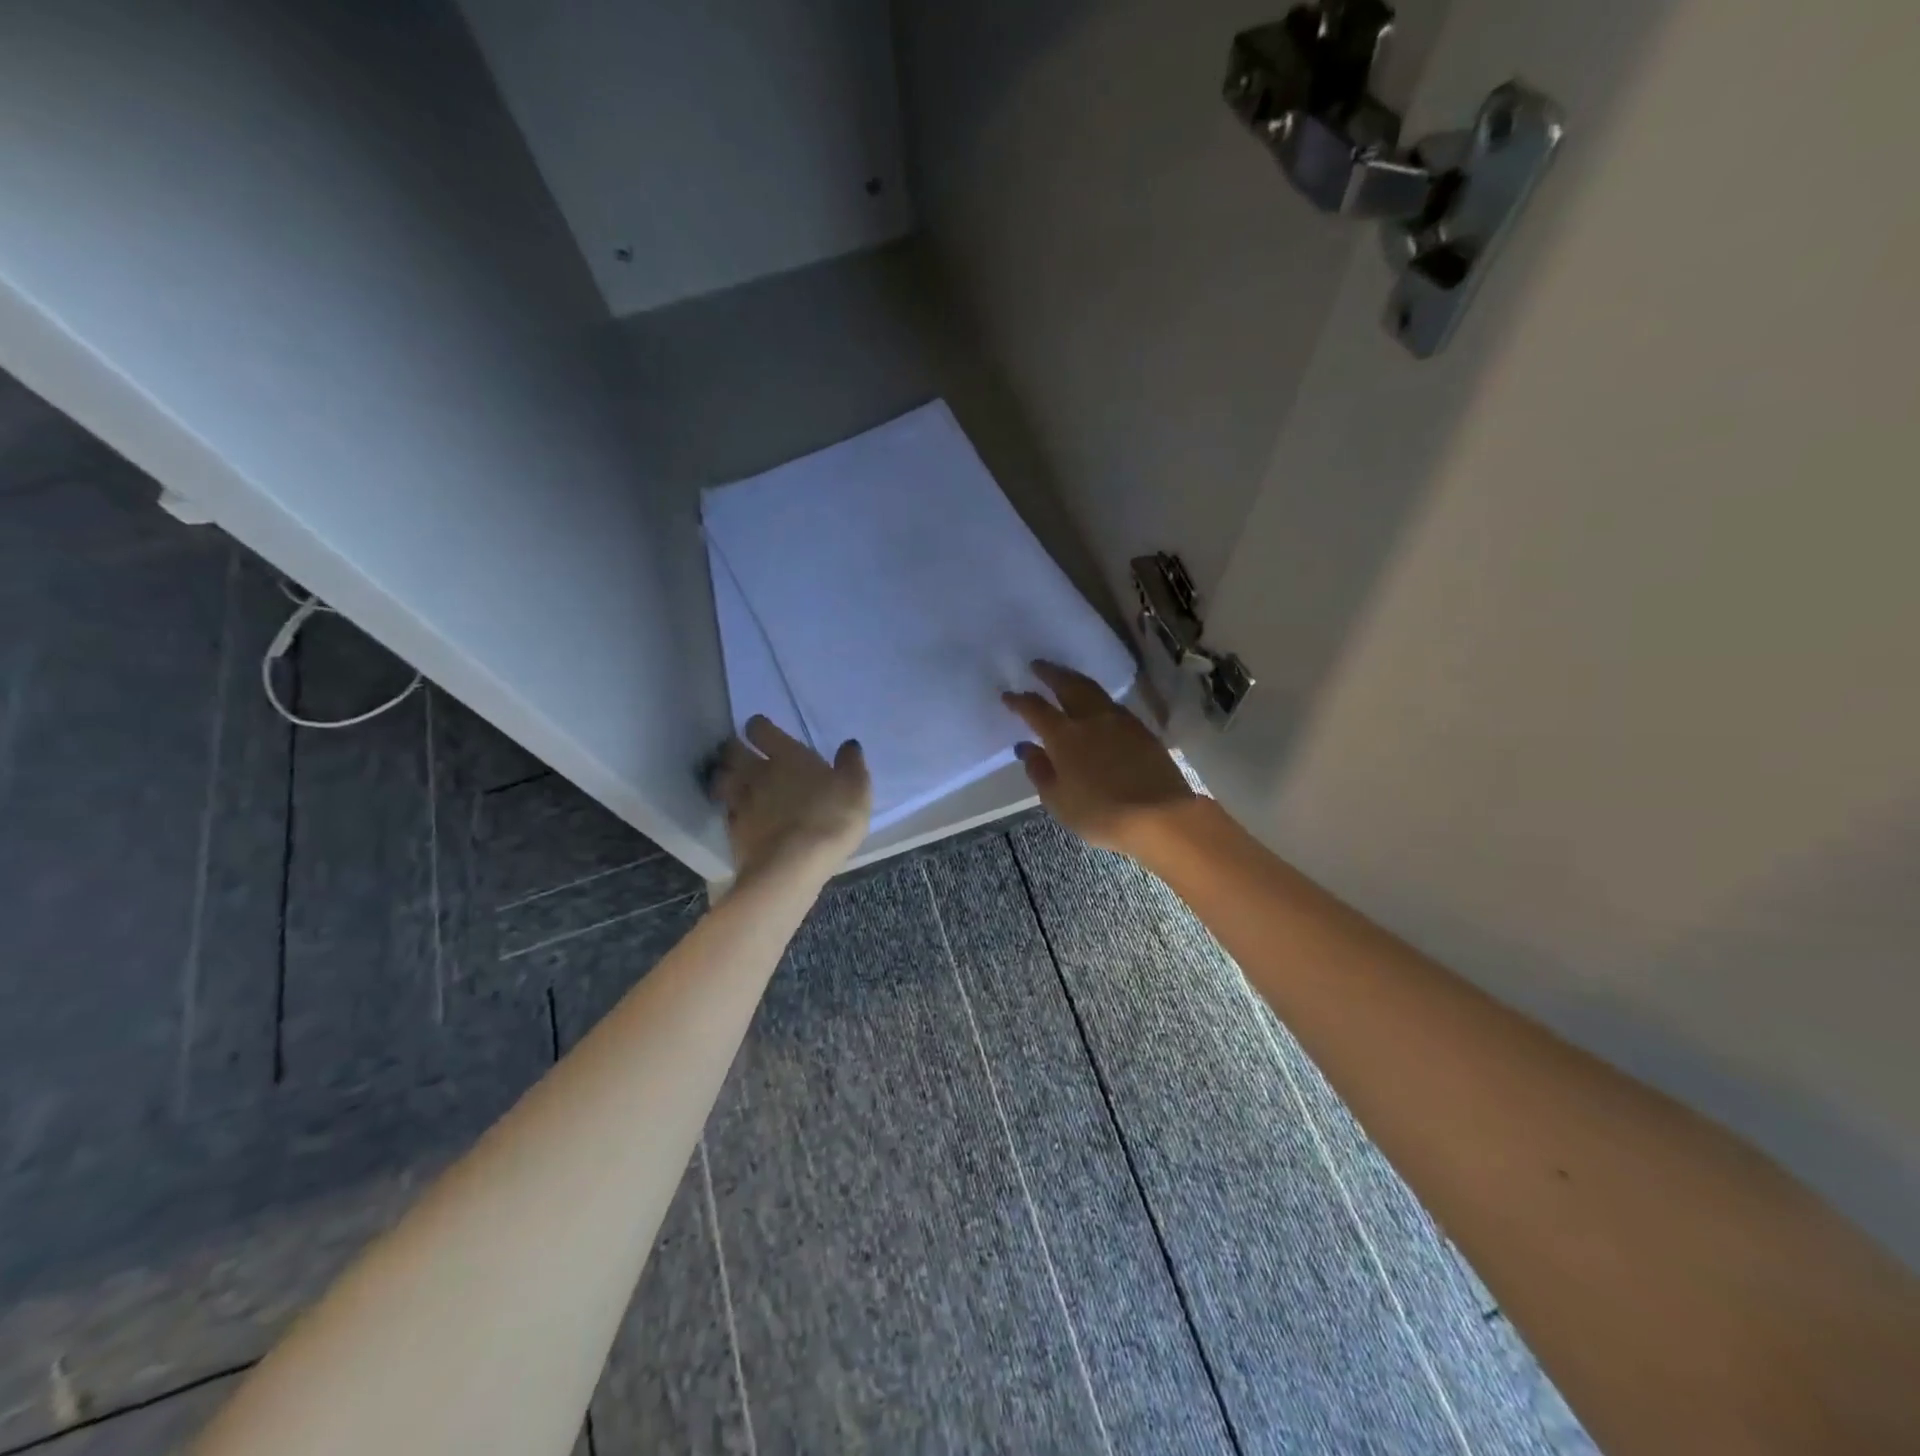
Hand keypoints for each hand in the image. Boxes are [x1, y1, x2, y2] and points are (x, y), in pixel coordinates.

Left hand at [710, 717, 871, 882]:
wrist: (793, 866)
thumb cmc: (830, 819)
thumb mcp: (856, 789)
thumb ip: (851, 764)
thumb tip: (849, 744)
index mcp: (787, 756)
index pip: (761, 729)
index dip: (759, 726)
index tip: (761, 729)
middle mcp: (757, 773)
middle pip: (732, 751)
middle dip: (734, 748)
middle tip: (742, 753)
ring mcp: (741, 802)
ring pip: (721, 779)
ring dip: (725, 777)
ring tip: (732, 782)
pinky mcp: (733, 830)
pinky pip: (726, 811)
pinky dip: (729, 809)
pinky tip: (739, 815)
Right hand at [1003, 661, 1197, 856]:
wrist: (1160, 816)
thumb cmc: (1100, 814)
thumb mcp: (1058, 800)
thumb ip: (1039, 771)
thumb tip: (1026, 748)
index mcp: (1064, 736)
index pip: (1036, 709)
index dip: (1019, 700)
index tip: (1008, 694)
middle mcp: (1091, 719)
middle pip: (1068, 685)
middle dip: (1050, 673)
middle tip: (1038, 665)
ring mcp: (1120, 721)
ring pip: (1093, 690)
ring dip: (1075, 679)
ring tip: (1066, 677)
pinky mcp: (1142, 730)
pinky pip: (1113, 704)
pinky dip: (1098, 697)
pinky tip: (1096, 704)